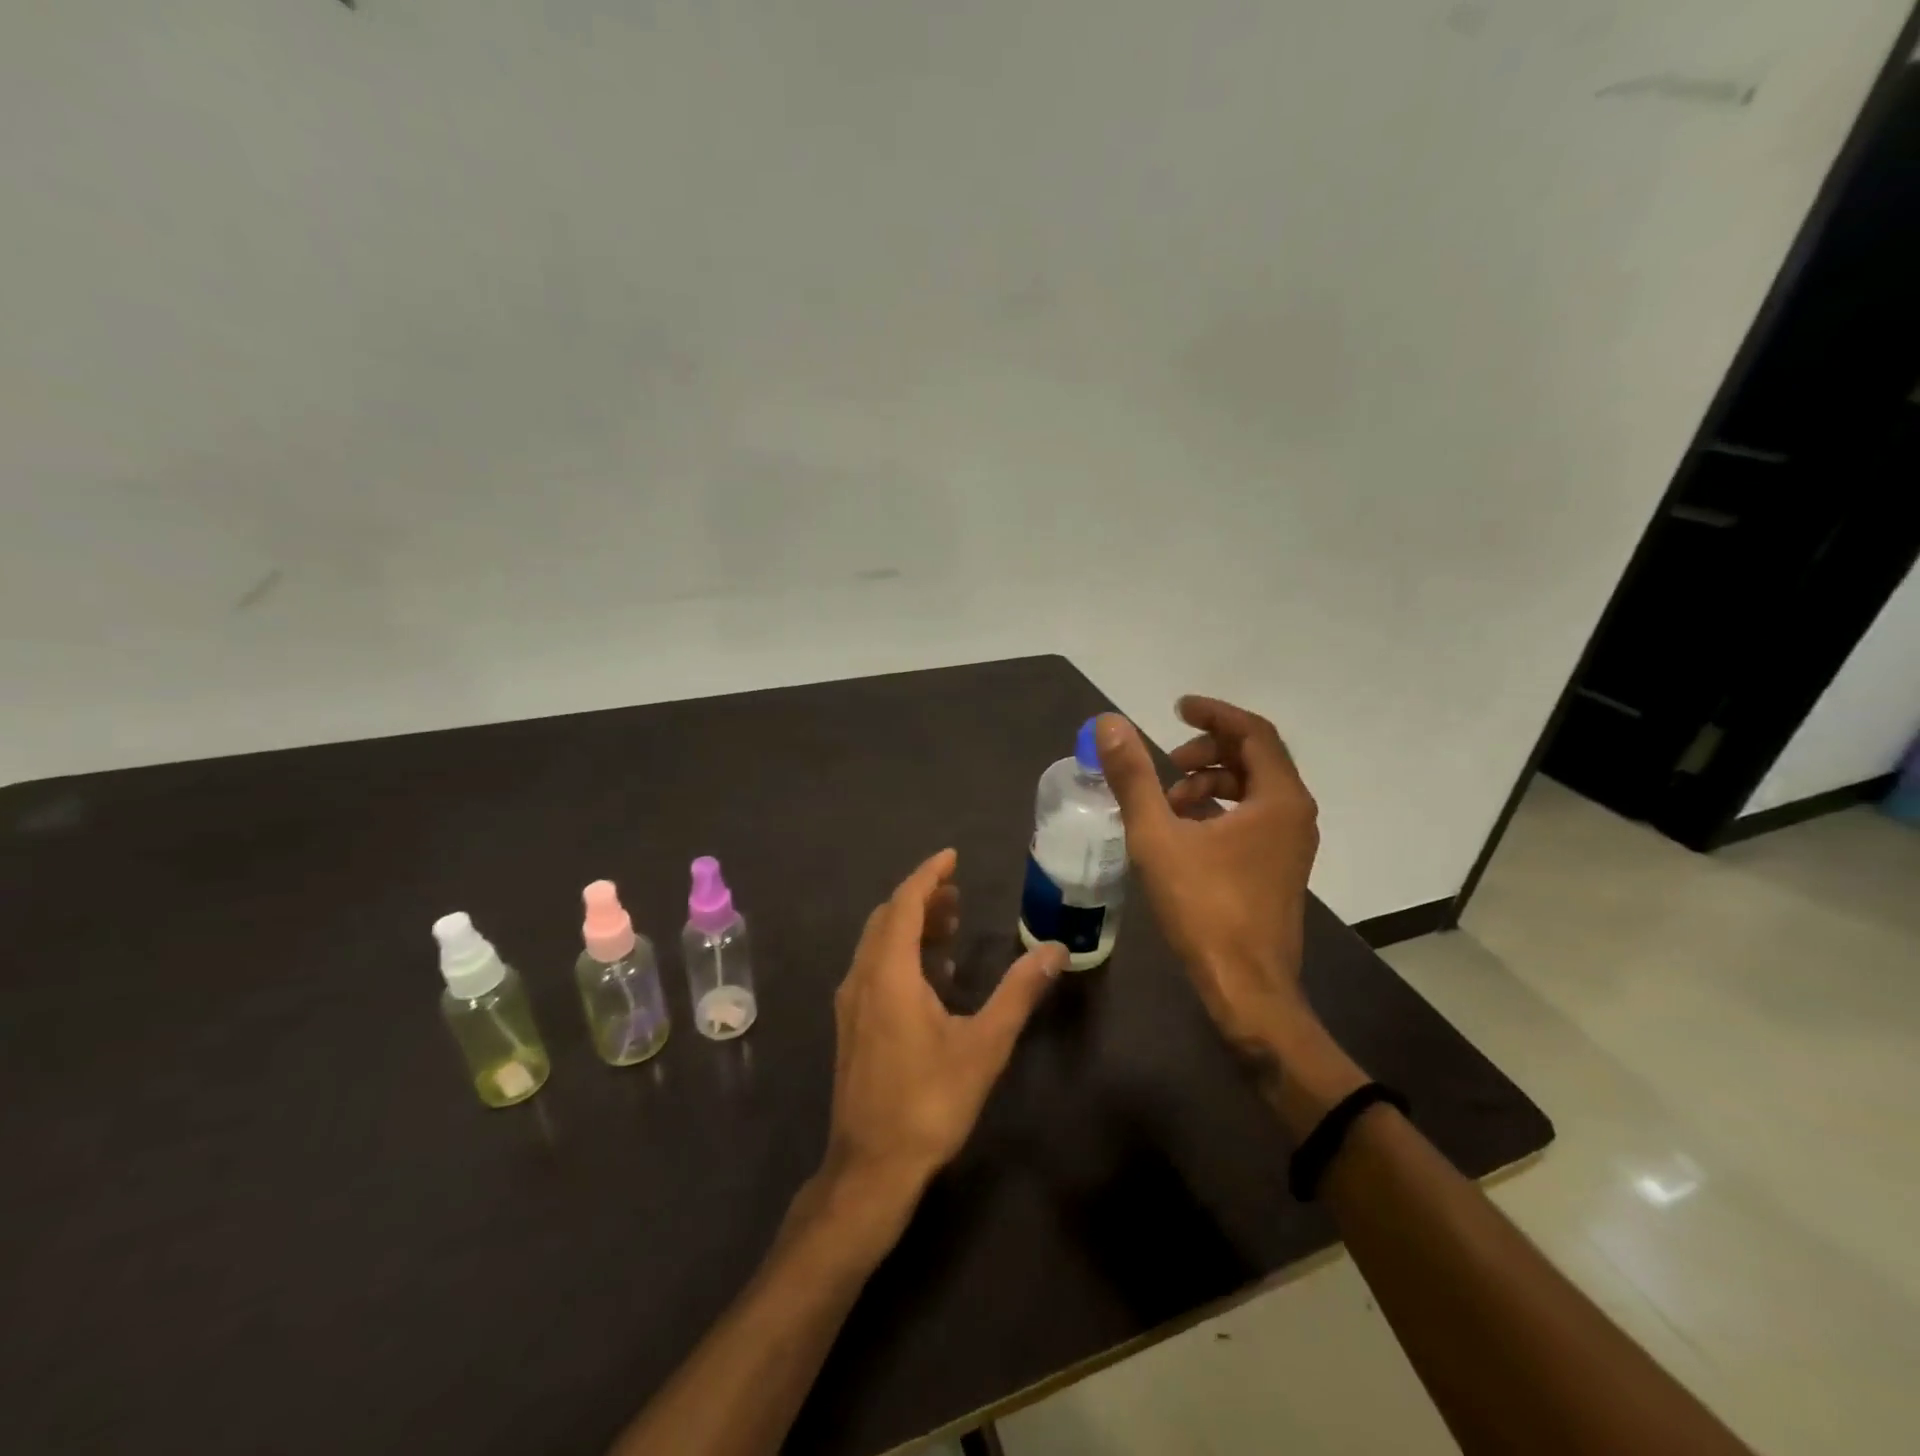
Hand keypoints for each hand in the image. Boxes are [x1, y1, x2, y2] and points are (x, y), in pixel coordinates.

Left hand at [823, 849, 1067, 1208]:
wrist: (872, 1166)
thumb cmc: (930, 1101)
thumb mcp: (984, 1045)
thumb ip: (1019, 992)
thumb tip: (1055, 950)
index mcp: (889, 973)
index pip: (905, 903)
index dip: (929, 875)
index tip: (952, 856)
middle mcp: (862, 977)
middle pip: (888, 918)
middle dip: (921, 897)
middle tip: (958, 892)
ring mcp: (850, 1002)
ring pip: (877, 943)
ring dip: (910, 925)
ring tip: (950, 923)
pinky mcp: (851, 1024)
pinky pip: (873, 967)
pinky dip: (900, 952)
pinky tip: (931, 974)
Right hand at [1095, 698, 1318, 1053]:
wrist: (1247, 987)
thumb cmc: (1204, 907)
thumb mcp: (1158, 837)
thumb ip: (1133, 777)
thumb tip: (1109, 724)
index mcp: (1278, 799)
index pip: (1252, 732)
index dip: (1214, 714)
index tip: (1177, 709)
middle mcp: (1295, 814)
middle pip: (1255, 758)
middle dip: (1209, 750)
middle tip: (1168, 762)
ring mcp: (1292, 844)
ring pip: (1254, 790)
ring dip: (1211, 782)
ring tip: (1169, 801)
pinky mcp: (1280, 868)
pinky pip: (1254, 818)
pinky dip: (1220, 809)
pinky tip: (1184, 830)